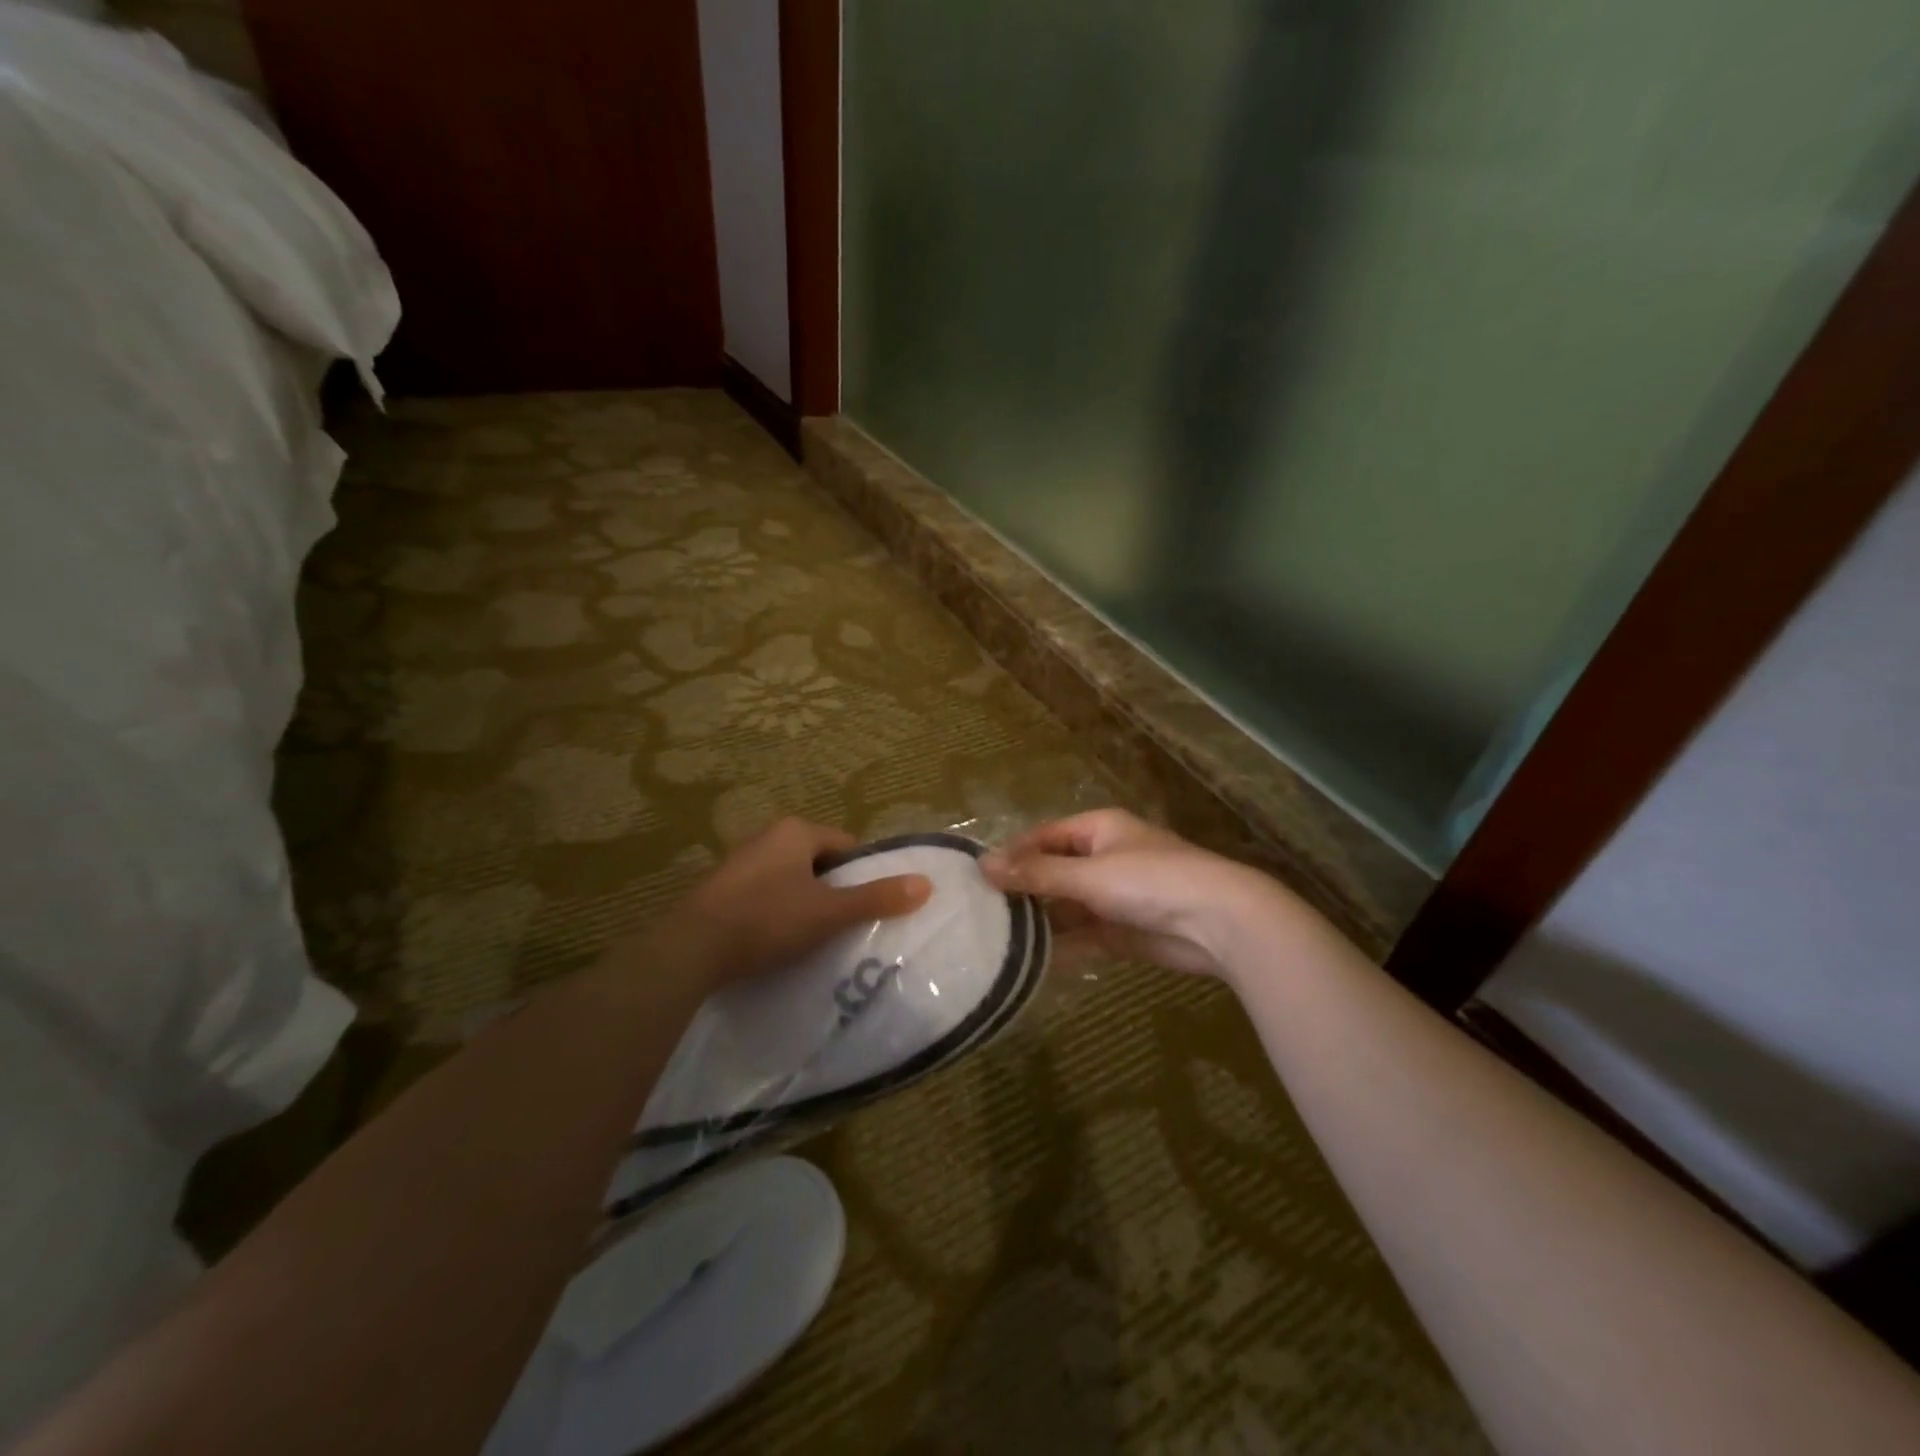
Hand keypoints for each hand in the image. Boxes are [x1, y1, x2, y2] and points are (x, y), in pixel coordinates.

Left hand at [648, 818, 931, 990]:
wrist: (692, 949)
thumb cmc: (767, 919)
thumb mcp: (829, 912)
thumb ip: (877, 898)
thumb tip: (926, 884)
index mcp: (795, 831)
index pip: (846, 845)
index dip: (863, 872)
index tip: (871, 903)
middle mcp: (767, 837)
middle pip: (818, 862)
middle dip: (833, 889)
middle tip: (846, 923)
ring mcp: (740, 863)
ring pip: (790, 880)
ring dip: (804, 902)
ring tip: (816, 937)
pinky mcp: (720, 890)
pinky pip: (764, 895)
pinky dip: (777, 913)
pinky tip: (778, 941)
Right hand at [981, 809, 1286, 979]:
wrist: (1219, 923)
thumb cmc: (1151, 881)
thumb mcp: (1088, 874)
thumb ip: (1036, 873)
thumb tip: (982, 865)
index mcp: (1098, 829)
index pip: (1044, 836)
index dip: (1013, 854)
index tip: (977, 878)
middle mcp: (1103, 858)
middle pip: (1052, 871)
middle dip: (1022, 890)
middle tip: (979, 912)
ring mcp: (1113, 896)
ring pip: (1066, 906)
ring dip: (1039, 920)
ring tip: (995, 939)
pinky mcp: (1122, 931)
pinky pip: (1082, 935)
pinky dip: (1061, 946)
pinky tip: (1030, 960)